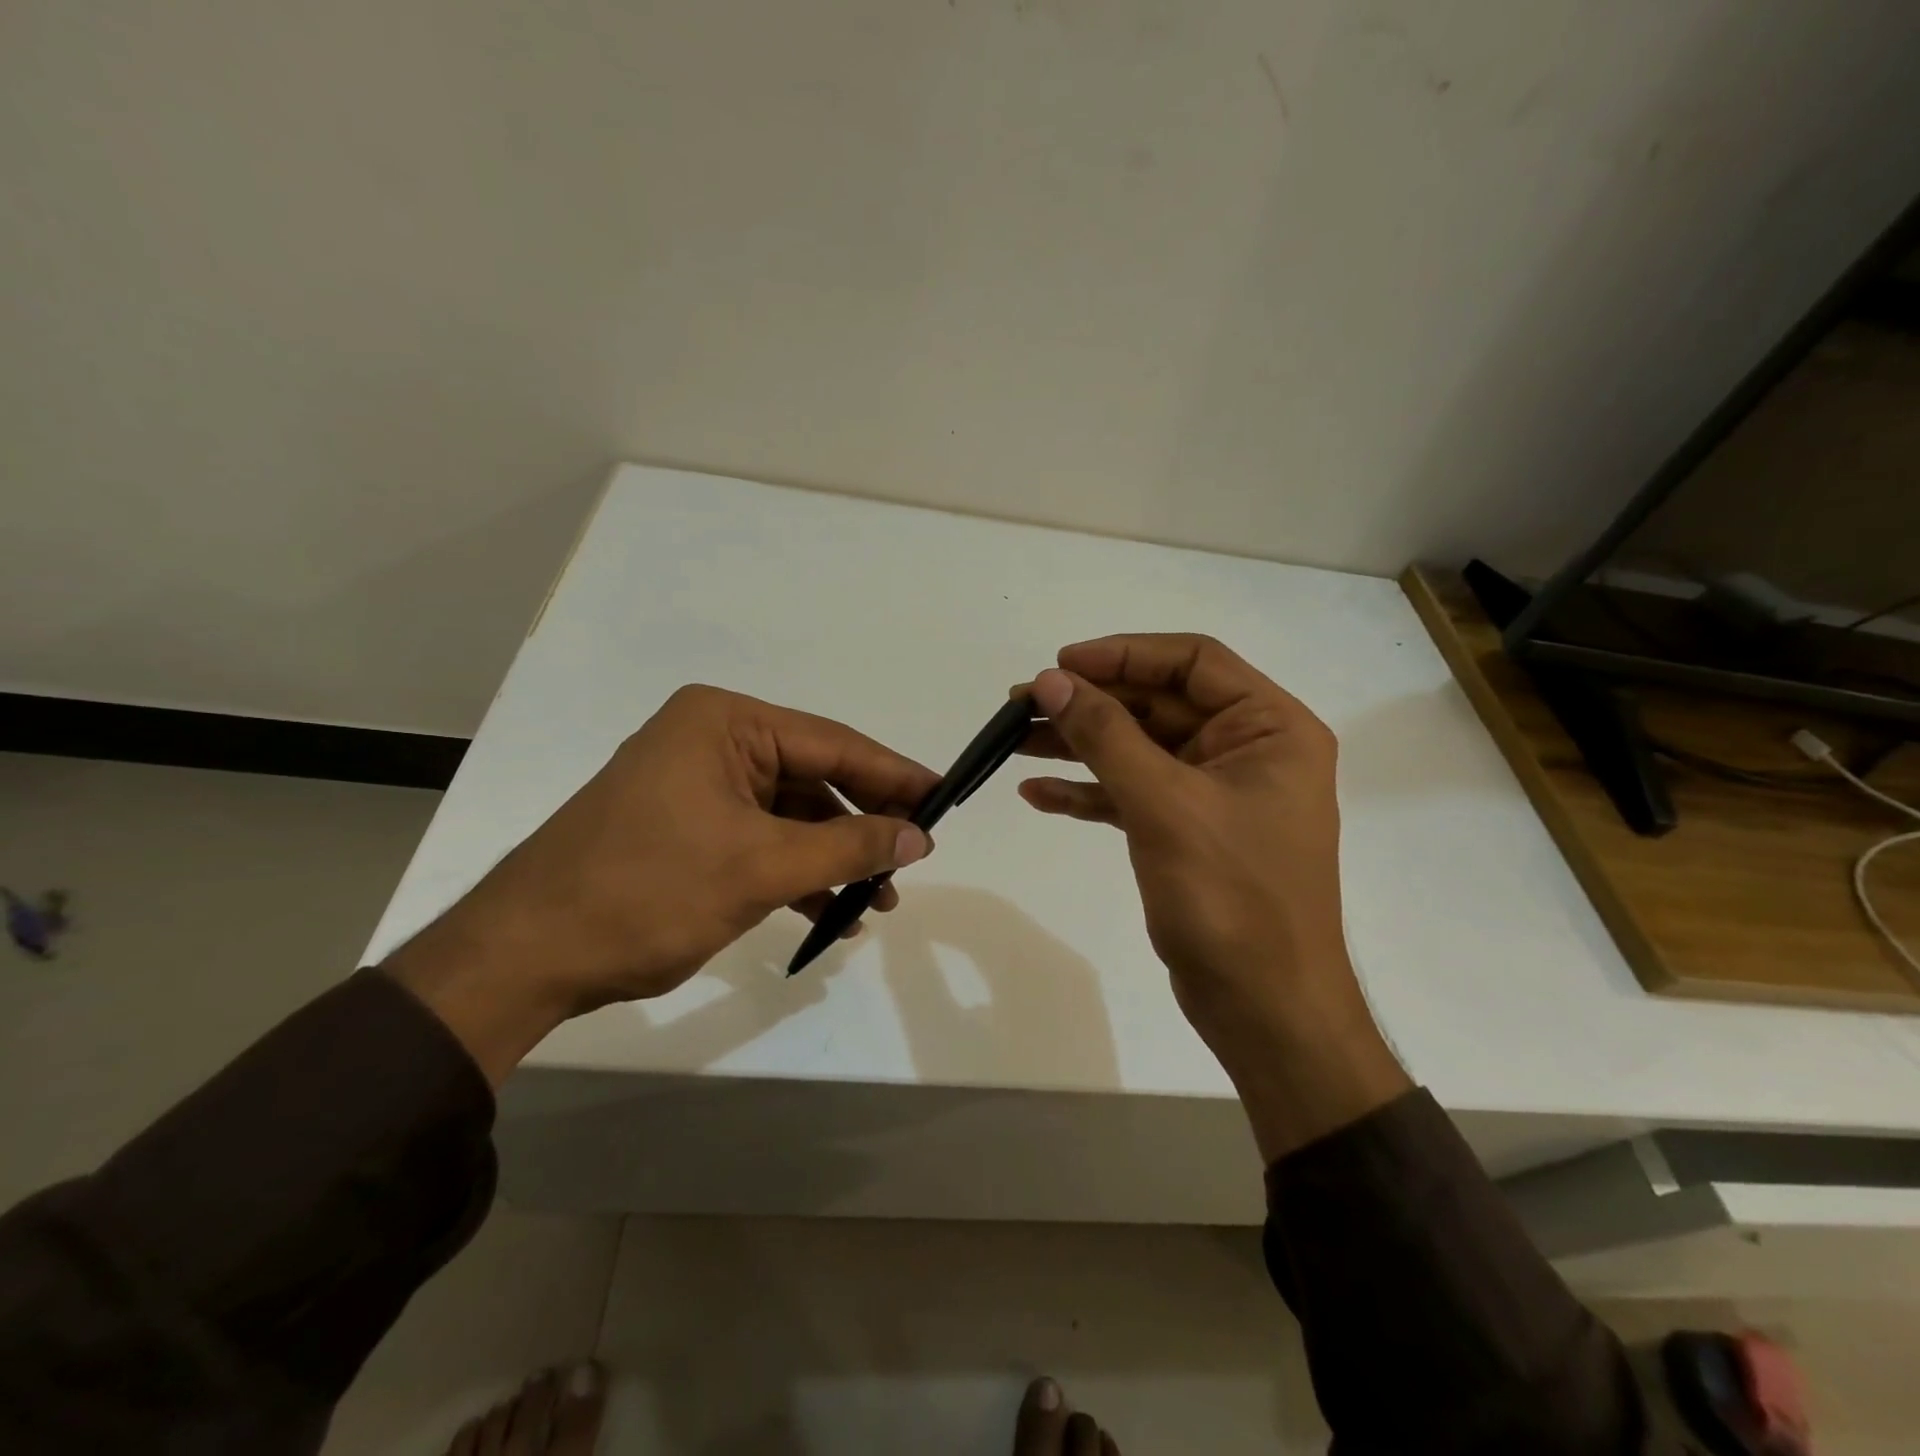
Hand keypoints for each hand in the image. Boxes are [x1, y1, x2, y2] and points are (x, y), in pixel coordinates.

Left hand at [385, 685, 938, 1083]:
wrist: (526, 956)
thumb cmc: (647, 892)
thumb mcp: (760, 867)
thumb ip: (848, 845)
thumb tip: (919, 837)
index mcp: (725, 723)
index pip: (832, 744)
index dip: (893, 775)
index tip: (944, 799)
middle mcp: (713, 741)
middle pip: (814, 778)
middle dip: (863, 826)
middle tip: (913, 860)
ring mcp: (698, 785)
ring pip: (791, 816)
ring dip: (833, 857)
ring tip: (877, 901)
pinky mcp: (688, 827)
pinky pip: (761, 840)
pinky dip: (796, 873)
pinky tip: (829, 914)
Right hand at [1019, 634, 1408, 1159]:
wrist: (1264, 1007)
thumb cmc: (1231, 897)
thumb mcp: (1164, 805)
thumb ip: (1106, 736)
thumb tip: (1050, 681)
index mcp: (1269, 728)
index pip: (1193, 661)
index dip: (1124, 655)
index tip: (1060, 664)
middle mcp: (1246, 750)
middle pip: (1157, 704)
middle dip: (1089, 703)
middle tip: (1020, 703)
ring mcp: (1214, 793)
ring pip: (1138, 749)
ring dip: (1078, 744)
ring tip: (1012, 741)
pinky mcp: (1186, 831)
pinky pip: (1131, 794)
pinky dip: (1088, 792)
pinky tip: (1036, 795)